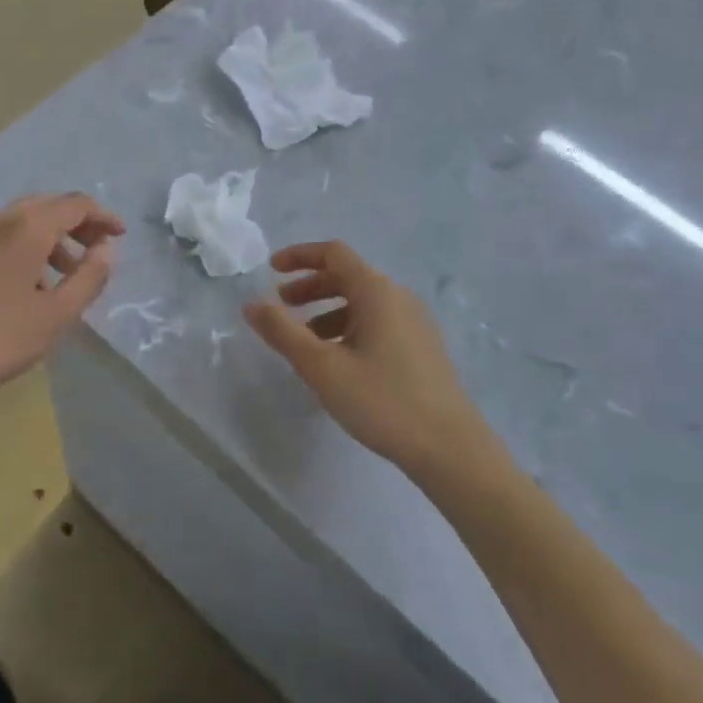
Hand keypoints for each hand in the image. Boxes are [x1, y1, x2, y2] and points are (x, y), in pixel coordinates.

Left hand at [0, 193, 124, 413]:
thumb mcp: (55, 315)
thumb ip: (88, 278)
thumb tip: (106, 250)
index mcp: (26, 228)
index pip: (75, 205)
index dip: (103, 217)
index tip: (121, 236)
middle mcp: (0, 221)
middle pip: (48, 206)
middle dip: (78, 223)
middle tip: (98, 249)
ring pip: (24, 221)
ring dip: (53, 237)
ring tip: (67, 274)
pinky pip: (4, 237)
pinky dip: (28, 247)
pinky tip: (30, 285)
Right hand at [243, 241, 494, 476]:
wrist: (450, 449)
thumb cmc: (382, 401)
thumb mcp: (322, 367)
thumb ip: (283, 332)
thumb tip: (251, 304)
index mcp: (377, 292)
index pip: (334, 253)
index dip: (299, 256)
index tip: (271, 270)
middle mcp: (398, 297)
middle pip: (348, 276)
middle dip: (310, 286)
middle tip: (281, 306)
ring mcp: (415, 323)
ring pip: (362, 302)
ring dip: (327, 310)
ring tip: (304, 341)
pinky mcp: (421, 348)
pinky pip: (377, 323)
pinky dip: (349, 328)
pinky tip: (338, 361)